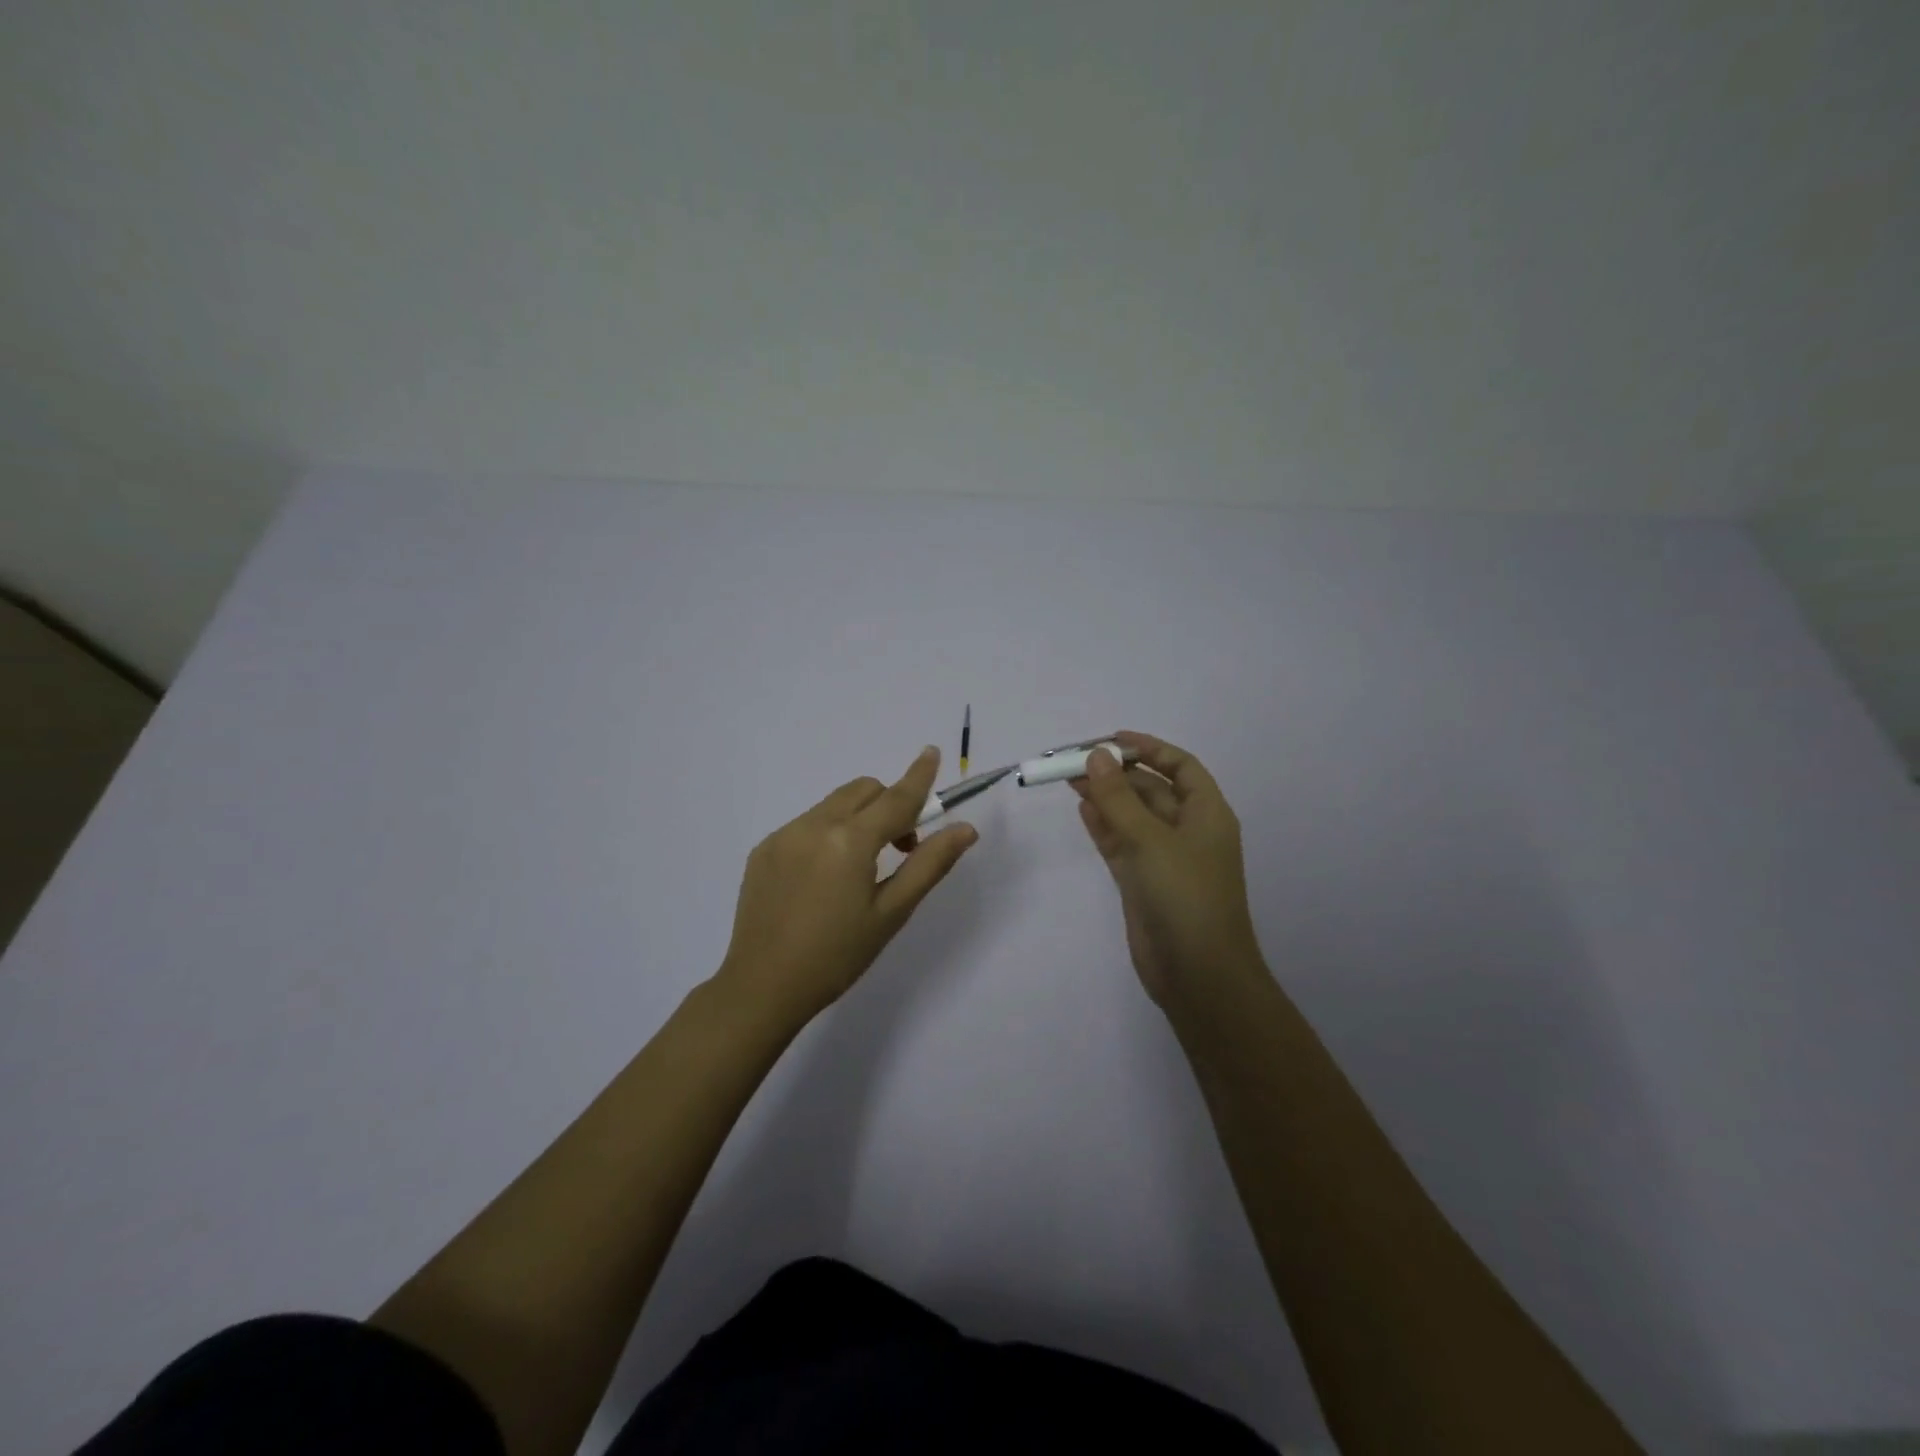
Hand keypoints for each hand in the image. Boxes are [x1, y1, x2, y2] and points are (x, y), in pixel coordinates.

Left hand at [715, 746, 977, 1025]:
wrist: (762, 988)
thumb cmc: (837, 956)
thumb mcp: (891, 913)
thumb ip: (929, 864)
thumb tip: (965, 829)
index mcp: (849, 841)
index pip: (895, 798)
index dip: (917, 776)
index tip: (931, 752)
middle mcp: (813, 825)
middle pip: (863, 791)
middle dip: (888, 804)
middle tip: (900, 848)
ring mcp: (783, 835)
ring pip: (833, 805)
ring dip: (858, 818)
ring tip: (860, 868)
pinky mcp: (763, 850)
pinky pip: (806, 824)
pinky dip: (827, 833)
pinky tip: (823, 879)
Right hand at [1071, 732, 1264, 1007]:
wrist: (1197, 974)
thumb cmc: (1185, 896)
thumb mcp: (1151, 840)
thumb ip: (1119, 798)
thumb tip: (1096, 756)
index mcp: (1206, 814)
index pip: (1180, 766)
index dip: (1149, 748)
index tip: (1111, 739)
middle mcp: (1187, 831)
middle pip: (1151, 789)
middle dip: (1117, 773)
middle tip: (1074, 761)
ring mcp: (1164, 858)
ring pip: (1132, 816)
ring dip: (1106, 797)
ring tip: (1069, 779)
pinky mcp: (1143, 882)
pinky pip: (1121, 843)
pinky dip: (1103, 826)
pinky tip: (1082, 809)